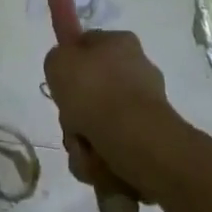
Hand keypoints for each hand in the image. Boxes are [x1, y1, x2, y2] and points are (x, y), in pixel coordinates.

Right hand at [43, 30, 184, 201]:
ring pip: (101, 129)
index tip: (61, 89)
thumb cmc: (95, 92)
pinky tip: (103, 168)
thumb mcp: (58, 62)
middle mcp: (138, 71)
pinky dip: (106, 166)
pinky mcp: (154, 143)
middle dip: (76, 119)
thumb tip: (67, 70)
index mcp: (120, 43)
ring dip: (87, 147)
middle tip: (72, 128)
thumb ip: (57, 60)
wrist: (137, 140)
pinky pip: (118, 154)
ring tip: (87, 155)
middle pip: (92, 96)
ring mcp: (148, 108)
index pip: (86, 48)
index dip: (69, 69)